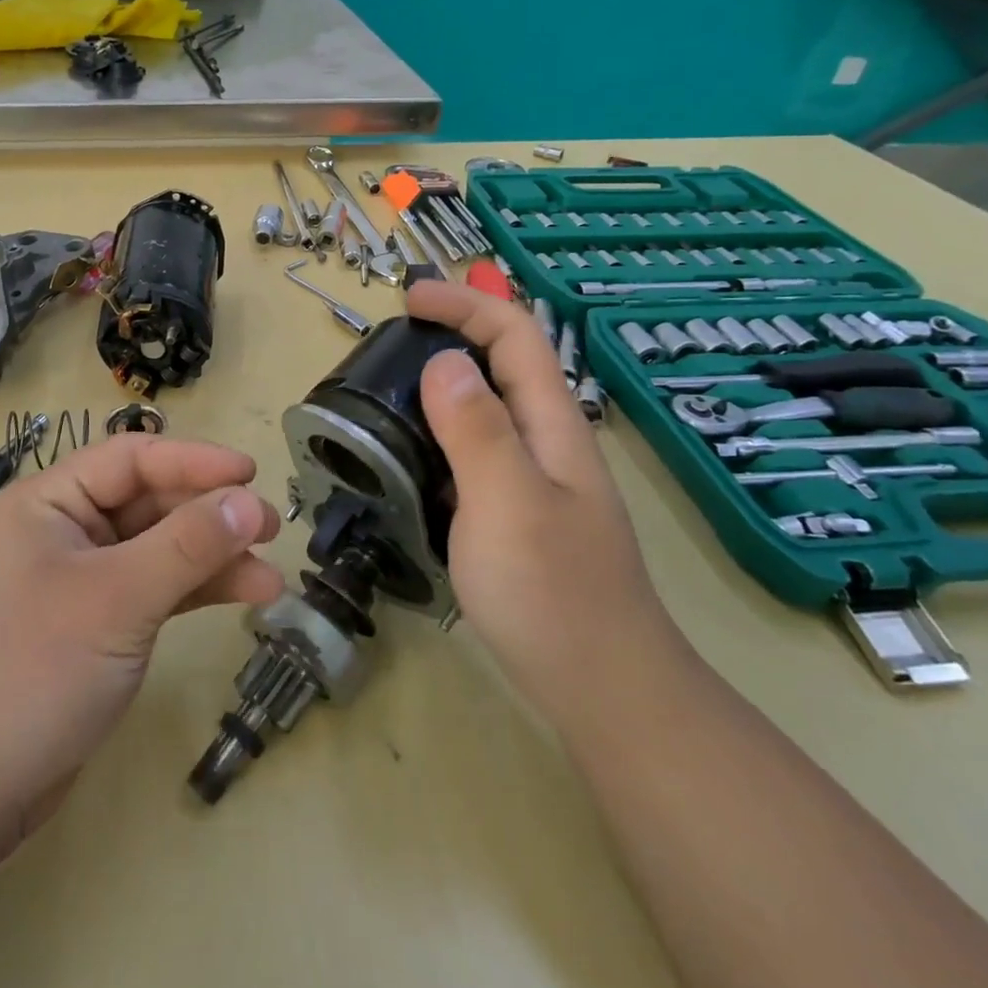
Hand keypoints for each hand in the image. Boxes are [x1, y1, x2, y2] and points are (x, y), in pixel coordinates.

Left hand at [0, 436, 283, 852]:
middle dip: (211, 513)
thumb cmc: (33, 672)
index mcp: (50, 502)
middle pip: (150, 501)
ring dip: (214, 556)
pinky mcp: (99, 622)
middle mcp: (66, 529)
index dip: (195, 460)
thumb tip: (250, 501)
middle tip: (271, 527)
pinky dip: (197, 590)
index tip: (252, 472)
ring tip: (270, 575)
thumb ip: (187, 546)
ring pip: (160, 547)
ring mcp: (83, 578)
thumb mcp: (116, 600)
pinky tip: (244, 596)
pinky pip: (157, 587)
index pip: (132, 459)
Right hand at [406, 280, 682, 720]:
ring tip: (384, 392)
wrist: (602, 690)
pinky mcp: (514, 514)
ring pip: (485, 409)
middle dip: (452, 333)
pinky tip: (405, 457)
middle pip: (502, 364)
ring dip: (440, 384)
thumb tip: (442, 361)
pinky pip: (471, 452)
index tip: (408, 297)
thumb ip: (476, 429)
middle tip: (388, 344)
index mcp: (550, 425)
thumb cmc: (553, 594)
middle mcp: (544, 442)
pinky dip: (436, 434)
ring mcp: (531, 480)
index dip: (465, 303)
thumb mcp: (508, 502)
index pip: (514, 334)